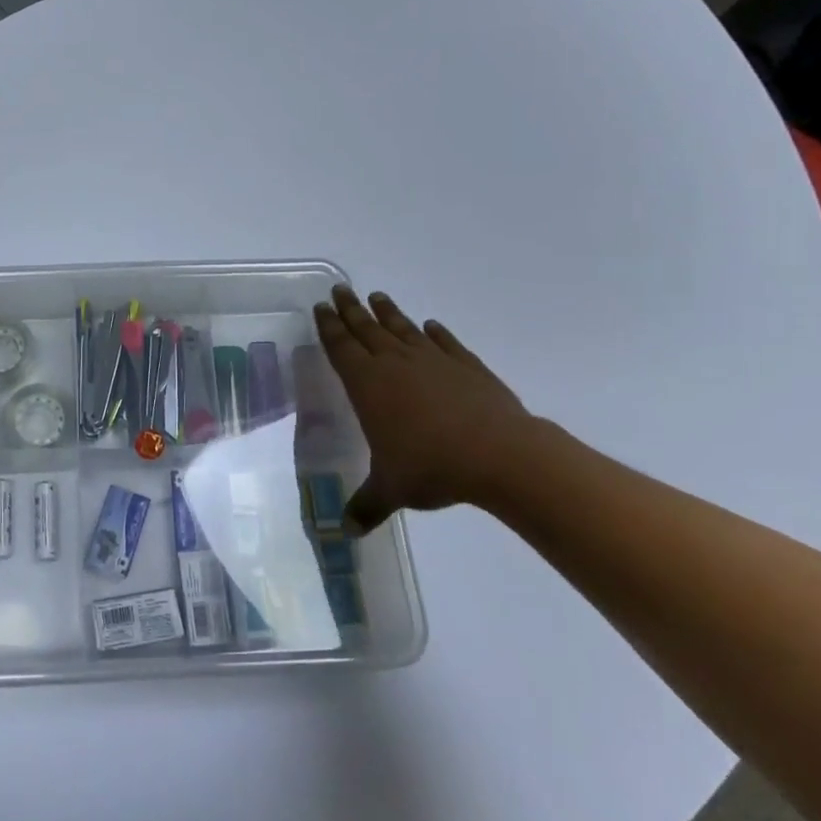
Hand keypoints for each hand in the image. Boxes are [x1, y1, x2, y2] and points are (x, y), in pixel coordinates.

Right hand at [314, 284, 541, 526]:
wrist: (500, 455)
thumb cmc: (431, 467)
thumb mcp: (391, 489)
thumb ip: (366, 505)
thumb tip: (344, 532)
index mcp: (367, 383)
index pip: (341, 346)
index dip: (329, 326)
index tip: (321, 306)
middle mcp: (395, 363)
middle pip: (366, 328)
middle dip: (351, 309)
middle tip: (340, 289)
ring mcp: (433, 360)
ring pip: (402, 328)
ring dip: (388, 312)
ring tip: (377, 296)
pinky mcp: (467, 365)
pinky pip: (445, 342)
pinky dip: (436, 332)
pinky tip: (431, 326)